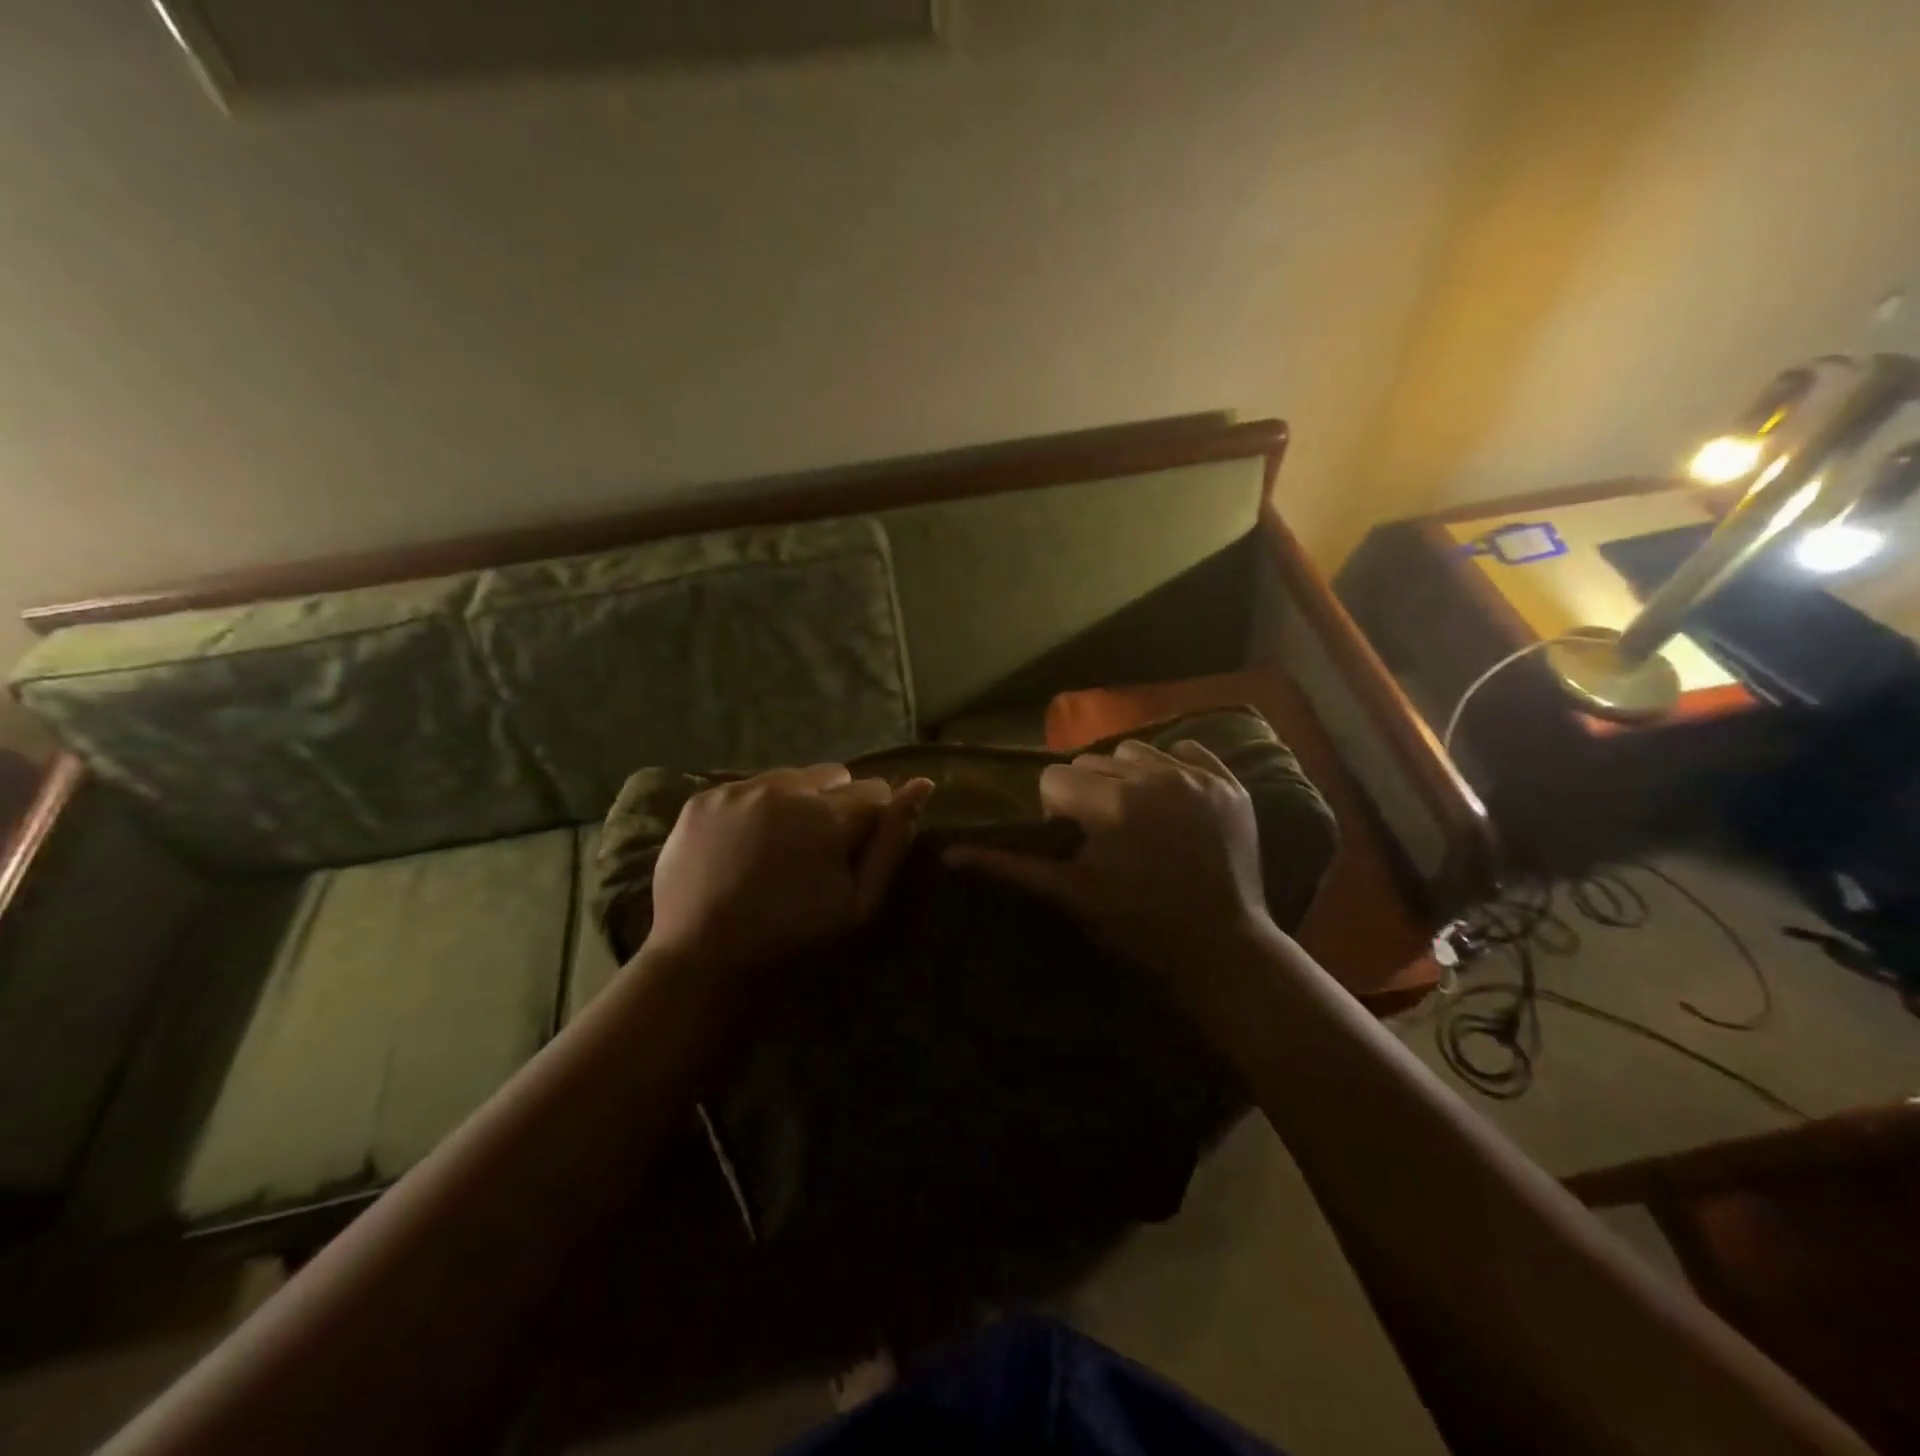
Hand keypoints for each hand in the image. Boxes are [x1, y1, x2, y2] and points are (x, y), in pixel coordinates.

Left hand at [648, 764, 934, 977]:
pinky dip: (755, 808)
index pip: (875, 791)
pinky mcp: (703, 798)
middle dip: (835, 804)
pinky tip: (743, 846)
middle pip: (834, 775)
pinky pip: (748, 787)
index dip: (872, 821)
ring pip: (790, 777)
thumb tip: (923, 784)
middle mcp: (783, 788)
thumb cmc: (791, 936)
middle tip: (816, 850)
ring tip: (778, 847)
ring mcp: (737, 789)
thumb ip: (892, 841)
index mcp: (826, 814)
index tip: (853, 853)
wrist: (701, 958)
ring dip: (796, 802)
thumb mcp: (859, 902)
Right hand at [944, 739, 1267, 982]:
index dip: (1056, 809)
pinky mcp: (1229, 783)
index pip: (1055, 778)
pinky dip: (1172, 769)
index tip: (1074, 840)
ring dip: (1125, 775)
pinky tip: (1173, 803)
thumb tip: (948, 854)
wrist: (1221, 947)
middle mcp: (1153, 775)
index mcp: (1111, 802)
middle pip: (1092, 760)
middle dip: (1087, 791)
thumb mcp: (1069, 894)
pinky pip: (1186, 751)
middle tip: (1104, 833)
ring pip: (1135, 750)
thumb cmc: (1138, 925)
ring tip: (1137, 815)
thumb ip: (1009, 866)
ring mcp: (1197, 776)